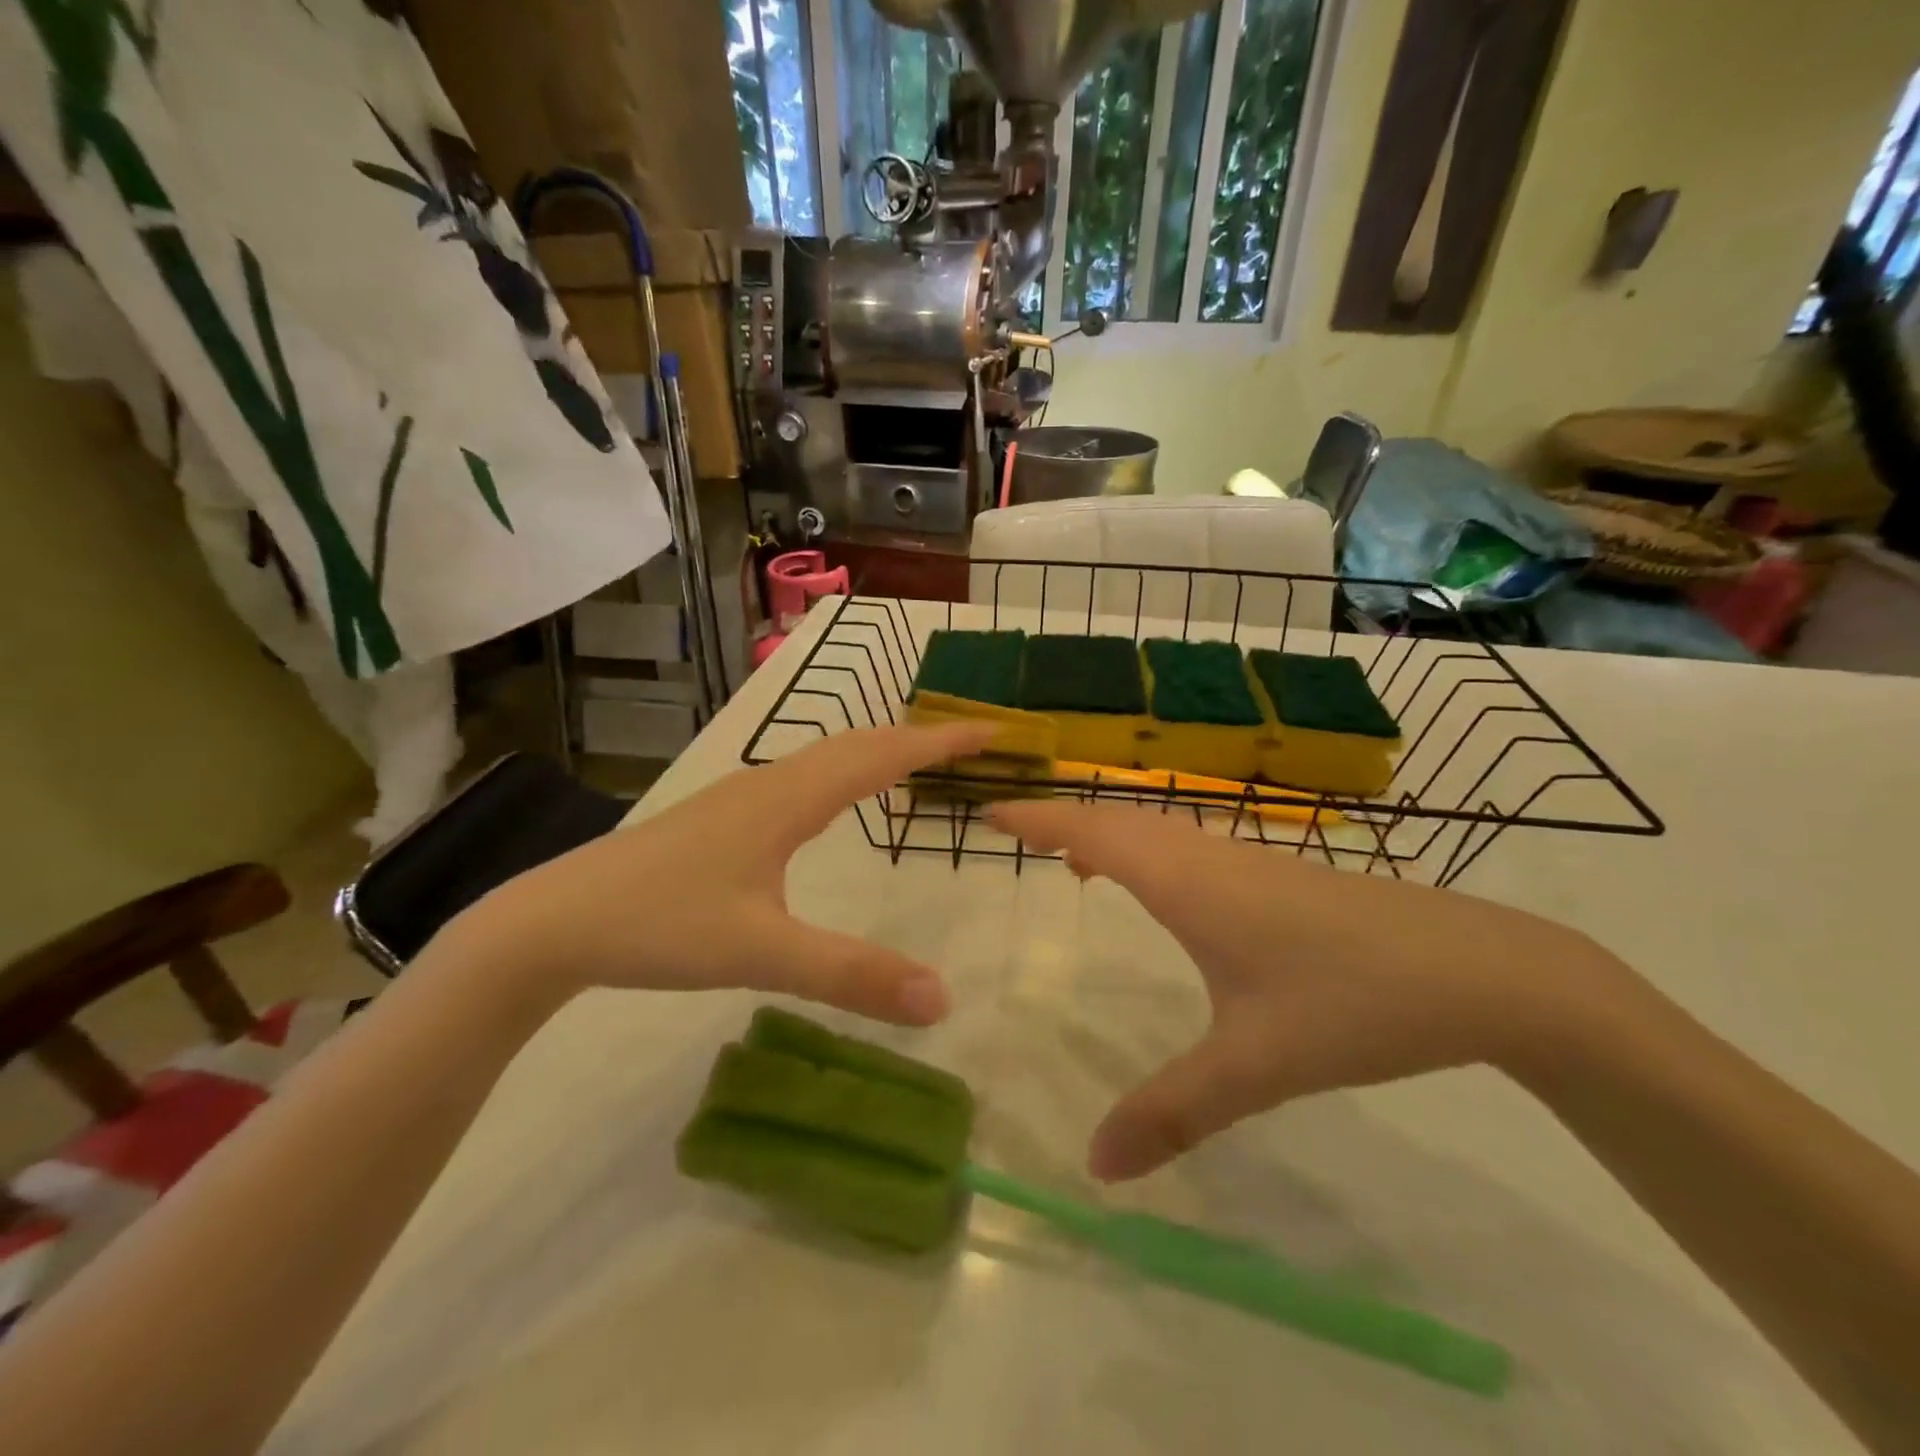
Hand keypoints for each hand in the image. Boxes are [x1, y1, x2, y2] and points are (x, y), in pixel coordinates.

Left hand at [451, 723, 994, 1023]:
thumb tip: (942, 999)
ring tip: (918, 761)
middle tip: (972, 743)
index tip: (993, 730)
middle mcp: (770, 783)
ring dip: (879, 751)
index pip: (882, 755)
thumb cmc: (659, 925)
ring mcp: (741, 798)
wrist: (553, 920)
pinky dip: (844, 773)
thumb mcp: (760, 954)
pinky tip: (834, 800)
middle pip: (858, 744)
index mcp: (789, 799)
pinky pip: (803, 778)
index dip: (941, 742)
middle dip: (919, 739)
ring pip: (826, 758)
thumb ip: (849, 975)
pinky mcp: (722, 819)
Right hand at [990, 800, 1637, 1179]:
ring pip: (1156, 828)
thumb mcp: (1256, 1065)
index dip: (1039, 819)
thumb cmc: (1354, 1002)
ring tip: (1070, 858)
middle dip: (1062, 817)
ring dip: (1107, 831)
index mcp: (1188, 883)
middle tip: (1016, 831)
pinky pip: (1186, 846)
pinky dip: (1147, 849)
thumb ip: (1174, 1112)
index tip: (991, 814)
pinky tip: (1159, 888)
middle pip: (1118, 818)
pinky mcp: (1276, 877)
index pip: (1093, 832)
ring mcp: (1246, 862)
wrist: (1481, 970)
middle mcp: (1208, 858)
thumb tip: (1095, 1166)